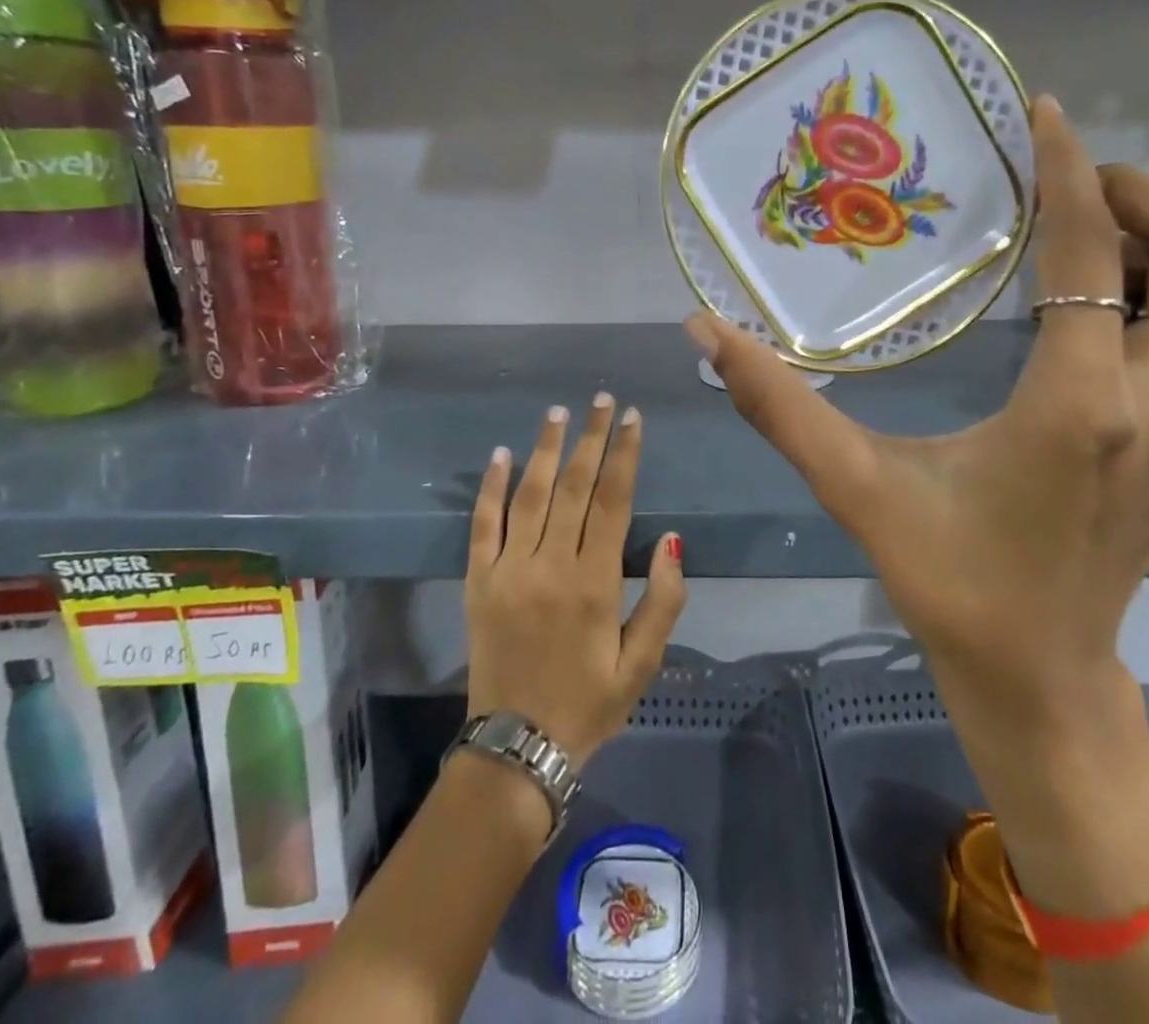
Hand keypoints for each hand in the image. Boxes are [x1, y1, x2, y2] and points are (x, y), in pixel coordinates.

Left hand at [465, 394, 686, 763]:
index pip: (612, 501)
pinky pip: (482, 525)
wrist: (517, 749)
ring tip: (558, 412)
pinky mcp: (478, 582)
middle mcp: (550, 565)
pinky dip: (491, 487)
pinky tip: (501, 454)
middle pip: (573, 486)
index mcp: (594, 583)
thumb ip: (662, 600)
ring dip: (544, 449)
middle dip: (591, 438)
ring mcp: (508, 570)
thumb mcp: (642, 664)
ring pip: (529, 495)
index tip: (633, 418)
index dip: (625, 455)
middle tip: (602, 400)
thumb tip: (671, 539)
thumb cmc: (588, 704)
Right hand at [687, 97, 1148, 721]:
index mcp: (1078, 404)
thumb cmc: (946, 579)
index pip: (1091, 252)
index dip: (1068, 169)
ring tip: (1120, 244)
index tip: (1043, 114)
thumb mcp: (854, 485)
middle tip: (1075, 194)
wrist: (1036, 674)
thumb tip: (705, 331)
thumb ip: (777, 404)